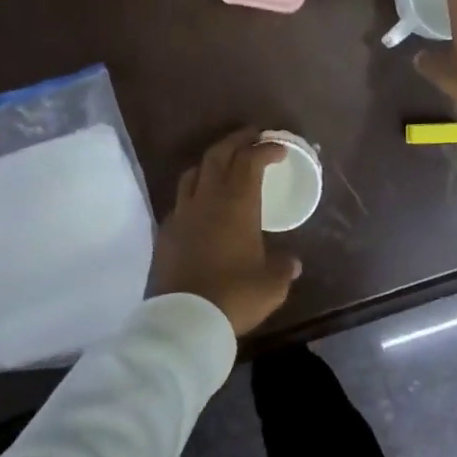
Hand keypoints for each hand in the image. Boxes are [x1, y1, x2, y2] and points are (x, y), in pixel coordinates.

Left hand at [151, 128, 301, 336]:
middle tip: (252, 135)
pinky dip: (194, 191)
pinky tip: (201, 204)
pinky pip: (180, 200)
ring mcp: (181, 214)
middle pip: (218, 155)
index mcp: (237, 204)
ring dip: (211, 161)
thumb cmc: (235, 296)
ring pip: (193, 172)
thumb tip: (292, 262)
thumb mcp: (271, 284)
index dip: (265, 149)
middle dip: (236, 140)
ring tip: (223, 163)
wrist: (183, 320)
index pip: (250, 161)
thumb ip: (283, 267)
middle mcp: (207, 199)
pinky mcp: (165, 232)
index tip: (279, 149)